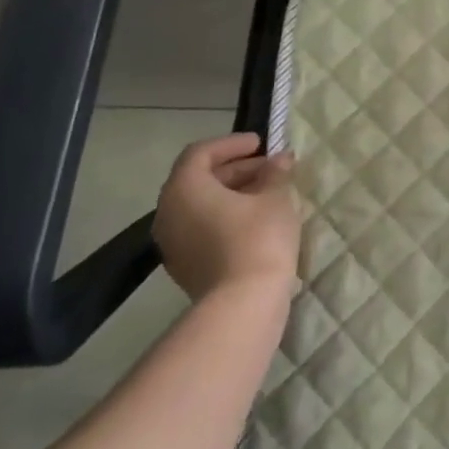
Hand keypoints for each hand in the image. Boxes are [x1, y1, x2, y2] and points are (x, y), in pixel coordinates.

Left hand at [153, 133, 301, 301]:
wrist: (243, 304)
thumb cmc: (258, 238)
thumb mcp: (276, 197)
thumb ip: (276, 173)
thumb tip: (280, 159)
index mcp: (185, 188)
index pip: (201, 153)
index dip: (232, 144)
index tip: (261, 144)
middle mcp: (168, 212)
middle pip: (198, 179)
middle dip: (236, 169)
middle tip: (270, 168)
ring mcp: (172, 243)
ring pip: (200, 206)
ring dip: (231, 193)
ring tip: (267, 193)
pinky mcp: (184, 266)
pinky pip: (201, 228)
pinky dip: (224, 216)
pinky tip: (255, 221)